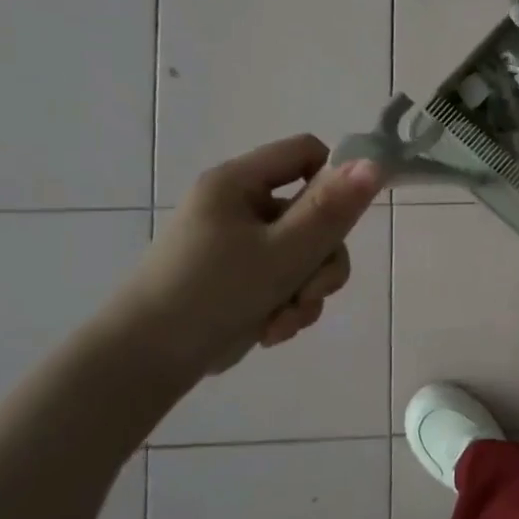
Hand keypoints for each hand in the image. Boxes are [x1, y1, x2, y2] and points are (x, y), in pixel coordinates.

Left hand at [104, 136, 383, 382]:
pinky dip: (288, 305)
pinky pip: (287, 279)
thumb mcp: (282, 253)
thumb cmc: (211, 296)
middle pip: (313, 213)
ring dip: (308, 290)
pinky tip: (273, 331)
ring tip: (285, 322)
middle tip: (311, 293)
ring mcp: (239, 245)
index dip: (335, 180)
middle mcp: (239, 206)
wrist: (143, 365)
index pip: (306, 153)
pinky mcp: (240, 279)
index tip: (343, 221)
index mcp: (238, 183)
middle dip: (321, 259)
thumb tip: (375, 165)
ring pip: (306, 253)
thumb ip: (331, 211)